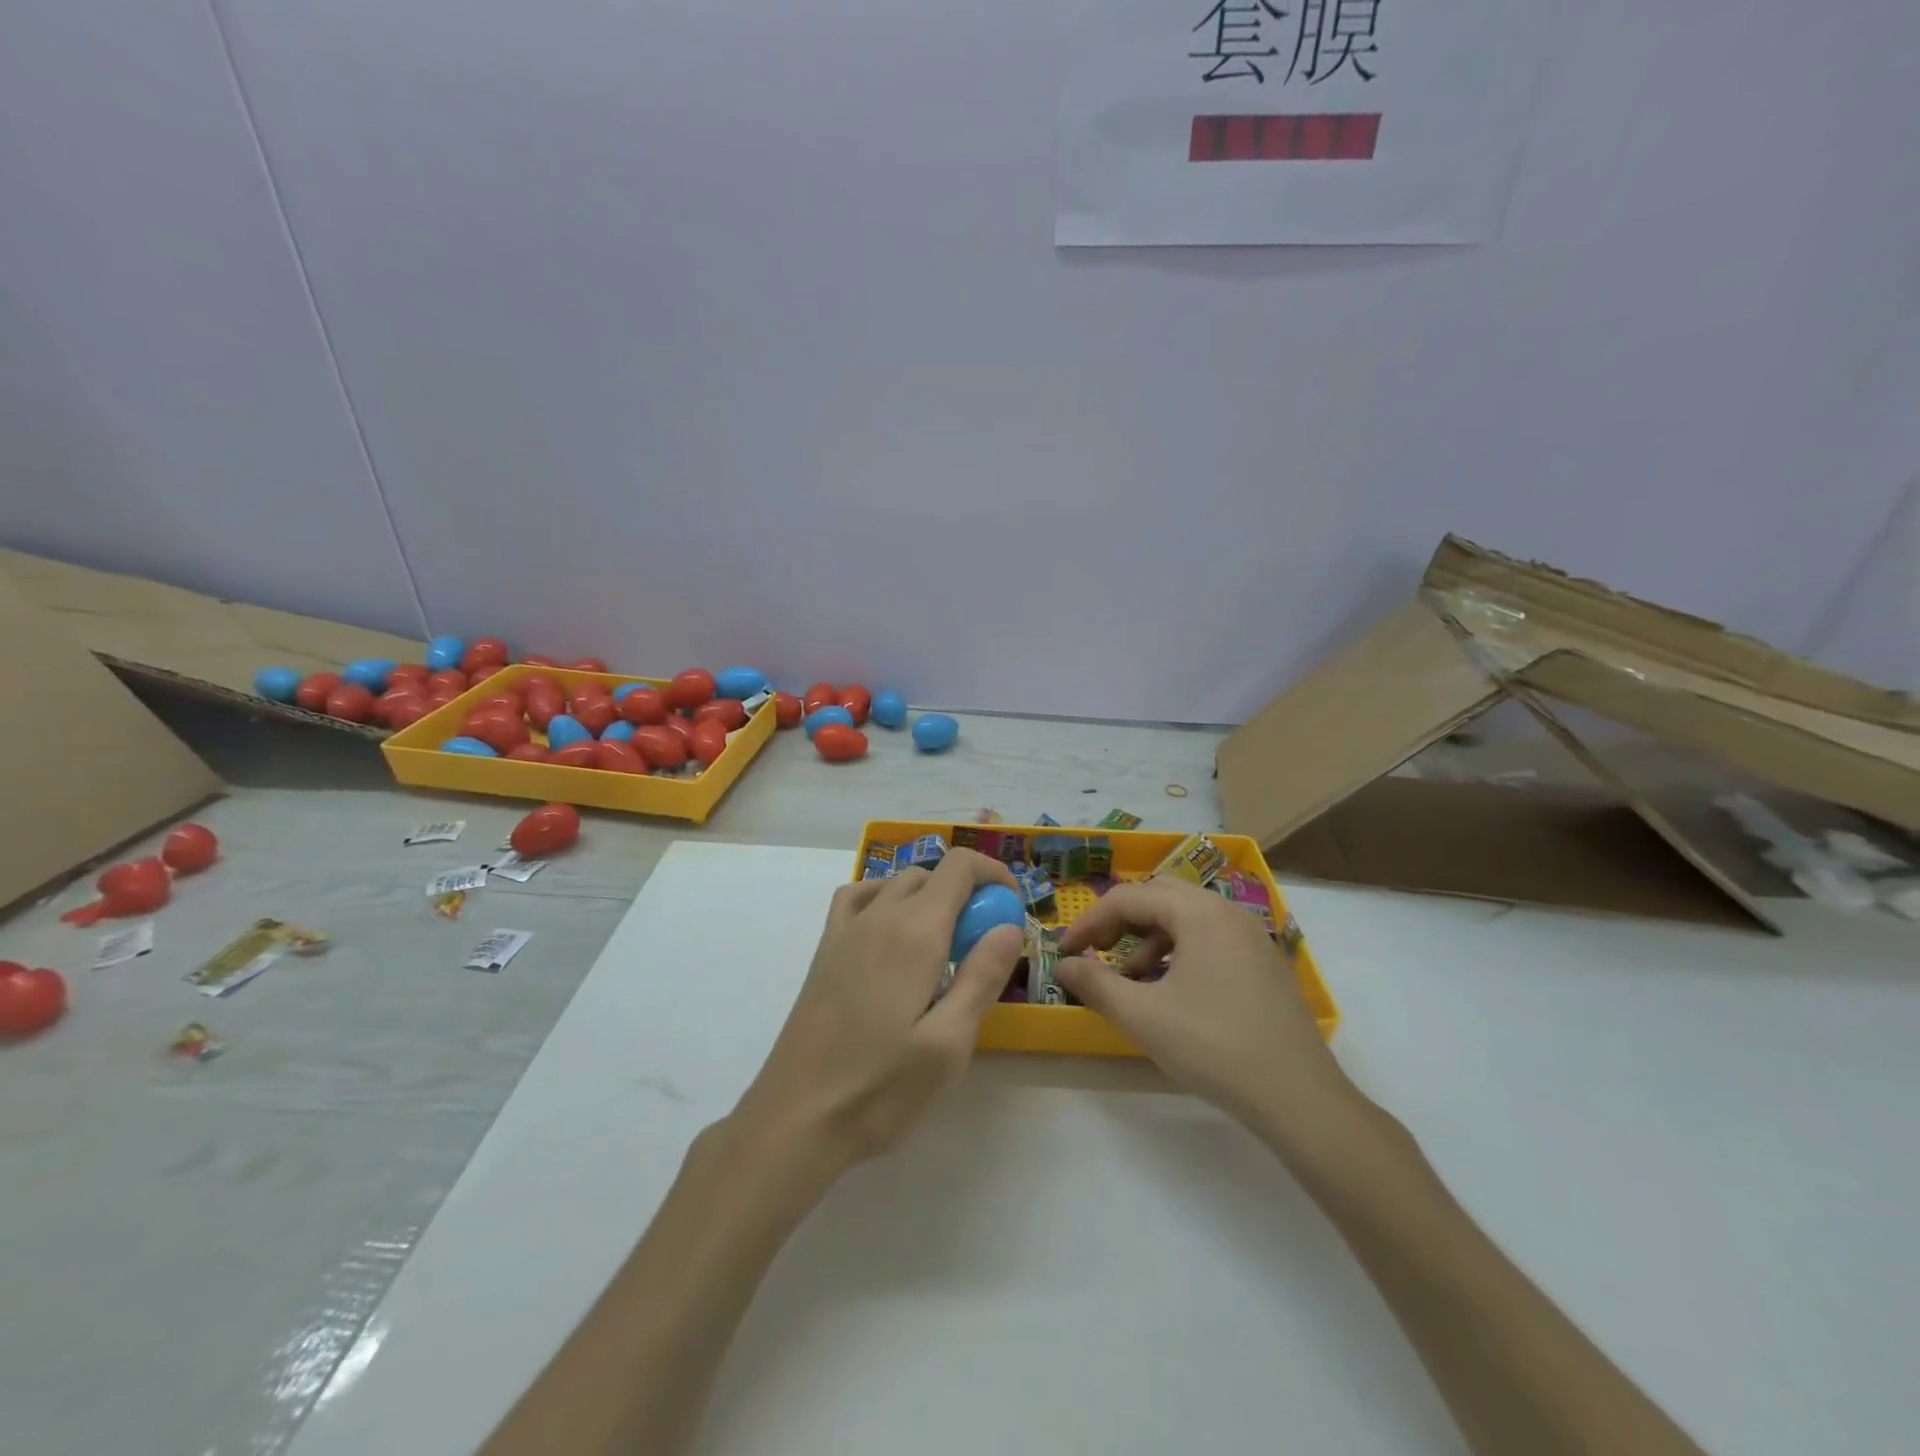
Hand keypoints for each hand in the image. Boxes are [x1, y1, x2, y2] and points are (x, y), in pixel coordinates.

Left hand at [734, 849, 1025, 1170]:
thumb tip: (1010, 925)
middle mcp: (880, 916)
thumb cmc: (880, 1088)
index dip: (993, 875)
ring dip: (931, 896)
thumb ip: (982, 976)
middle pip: (932, 873)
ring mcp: (846, 930)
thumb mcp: (949, 1044)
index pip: (960, 866)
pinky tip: (894, 932)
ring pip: (897, 883)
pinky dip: (886, 897)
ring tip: (945, 945)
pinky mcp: (825, 949)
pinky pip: (859, 897)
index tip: (1012, 911)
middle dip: (968, 892)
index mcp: (915, 933)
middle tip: (984, 944)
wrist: (796, 1118)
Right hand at [1055, 878, 1357, 1151]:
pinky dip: (1180, 951)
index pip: (1129, 898)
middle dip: (1121, 921)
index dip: (1089, 922)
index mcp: (1199, 912)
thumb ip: (1096, 984)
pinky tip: (1170, 991)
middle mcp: (1228, 911)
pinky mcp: (1264, 961)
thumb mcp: (1143, 1016)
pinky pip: (1210, 937)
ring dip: (1150, 938)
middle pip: (1160, 897)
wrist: (1299, 1097)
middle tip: (1096, 951)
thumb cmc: (1213, 1046)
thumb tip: (1063, 965)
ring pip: (1186, 917)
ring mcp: (1252, 935)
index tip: (1064, 951)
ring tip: (1132, 979)